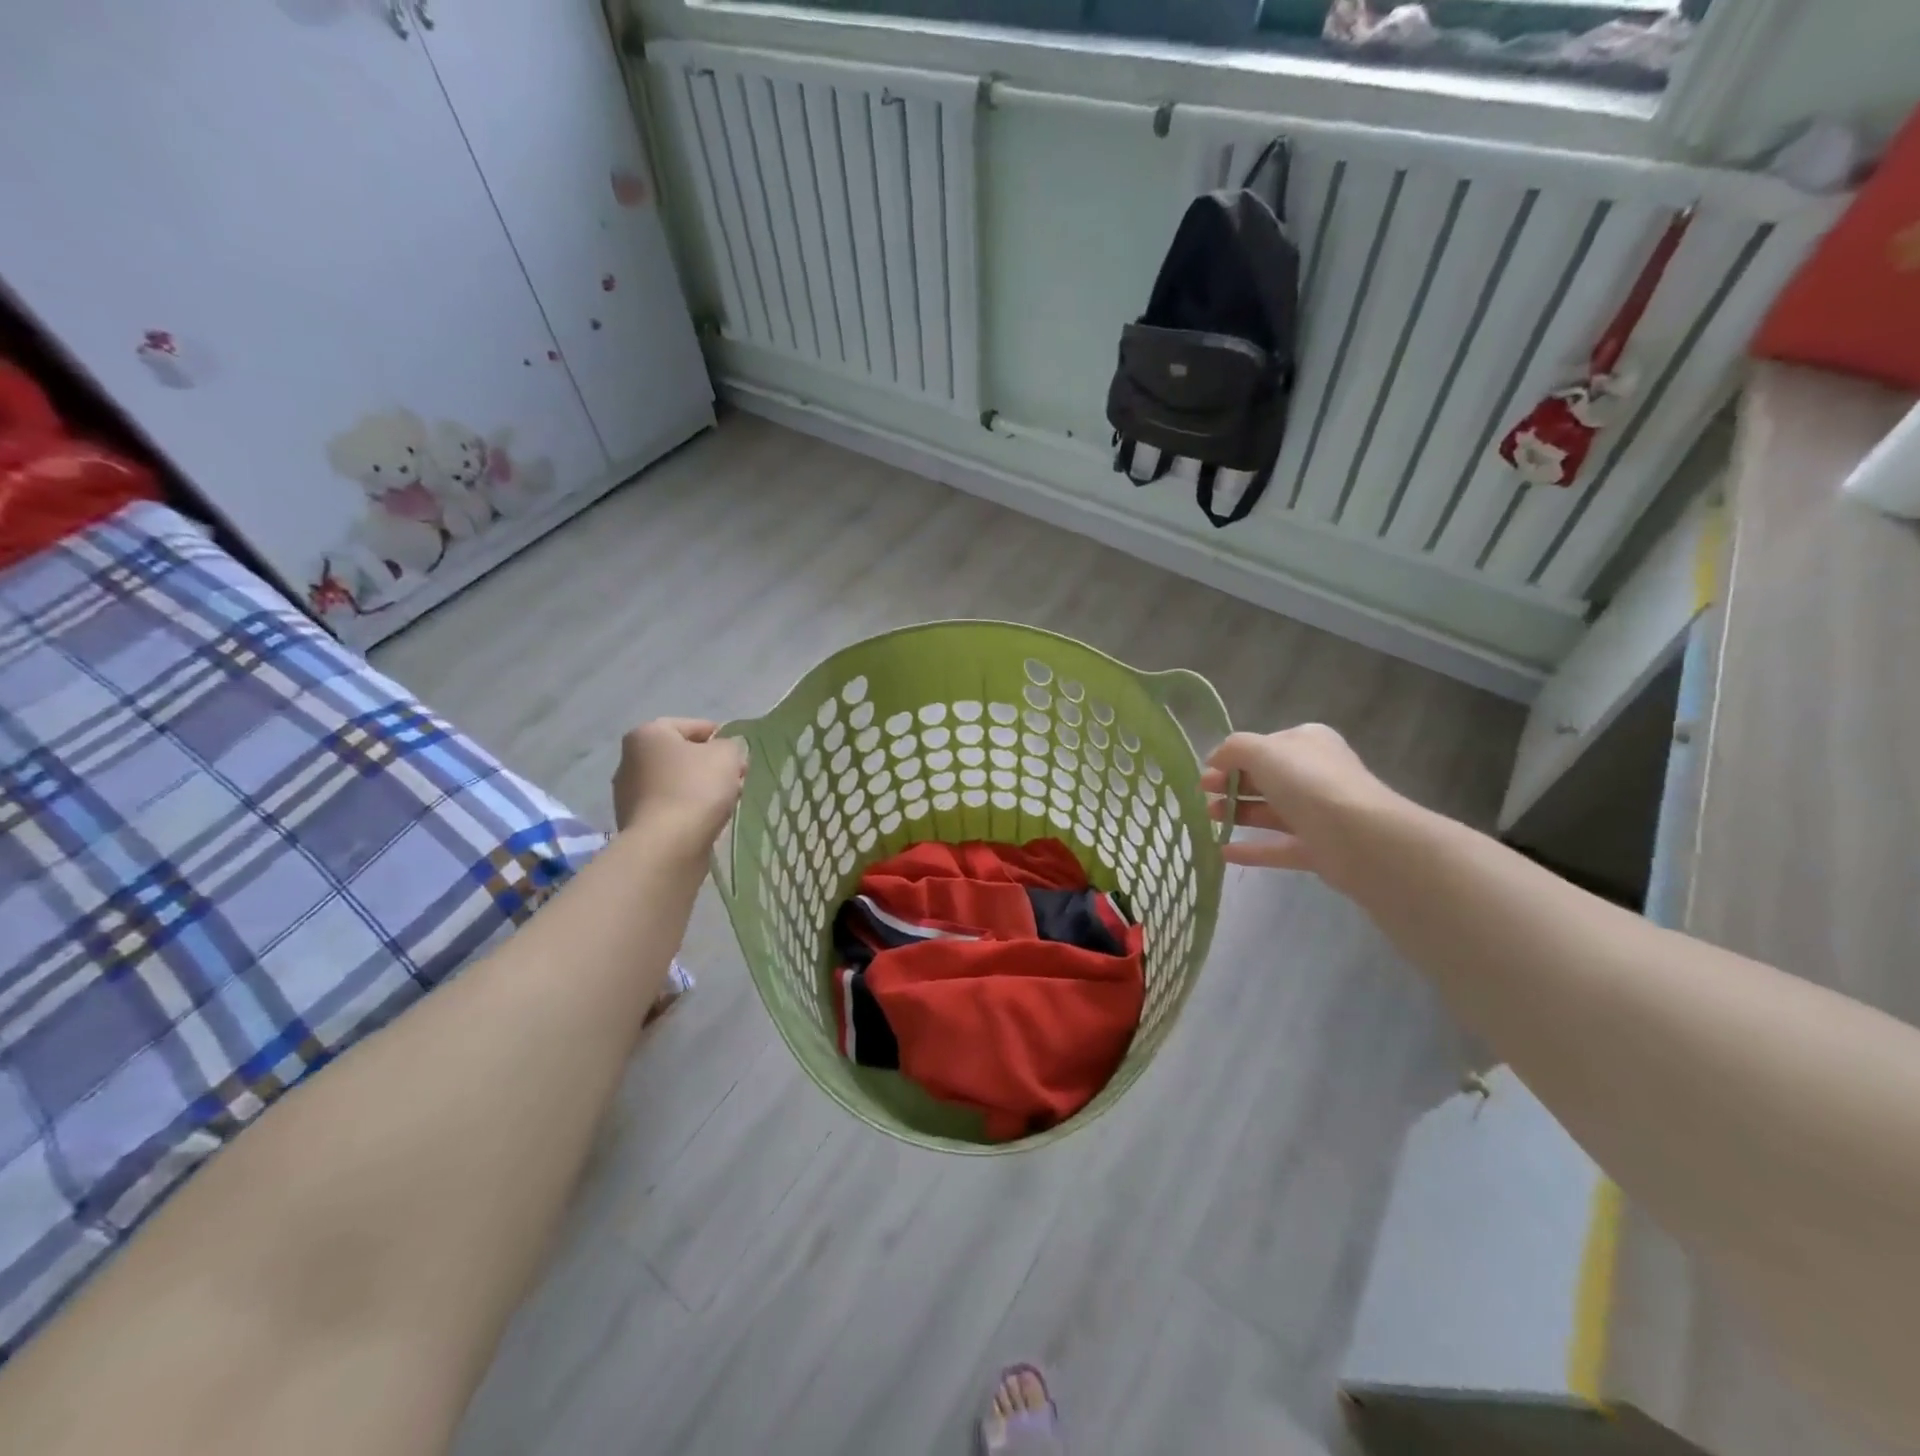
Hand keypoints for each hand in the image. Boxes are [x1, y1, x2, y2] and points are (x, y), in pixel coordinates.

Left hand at [611, 718, 745, 847]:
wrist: (667, 845)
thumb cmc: (696, 788)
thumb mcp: (727, 755)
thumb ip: (731, 745)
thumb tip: (725, 752)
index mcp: (647, 734)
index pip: (692, 726)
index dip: (721, 737)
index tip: (739, 754)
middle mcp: (630, 759)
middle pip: (682, 756)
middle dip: (710, 765)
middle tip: (737, 778)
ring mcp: (629, 793)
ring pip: (676, 783)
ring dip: (701, 788)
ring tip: (727, 802)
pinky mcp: (635, 822)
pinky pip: (670, 807)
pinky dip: (688, 809)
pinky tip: (707, 819)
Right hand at [1200, 724, 1401, 888]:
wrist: (1358, 836)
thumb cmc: (1307, 782)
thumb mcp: (1261, 751)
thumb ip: (1233, 749)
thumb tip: (1215, 760)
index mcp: (1307, 743)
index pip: (1264, 746)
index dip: (1232, 757)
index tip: (1206, 772)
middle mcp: (1315, 774)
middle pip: (1265, 779)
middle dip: (1230, 785)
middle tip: (1203, 795)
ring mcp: (1318, 814)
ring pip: (1270, 812)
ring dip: (1236, 813)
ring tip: (1208, 819)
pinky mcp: (1318, 849)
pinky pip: (1278, 847)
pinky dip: (1251, 849)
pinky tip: (1222, 852)